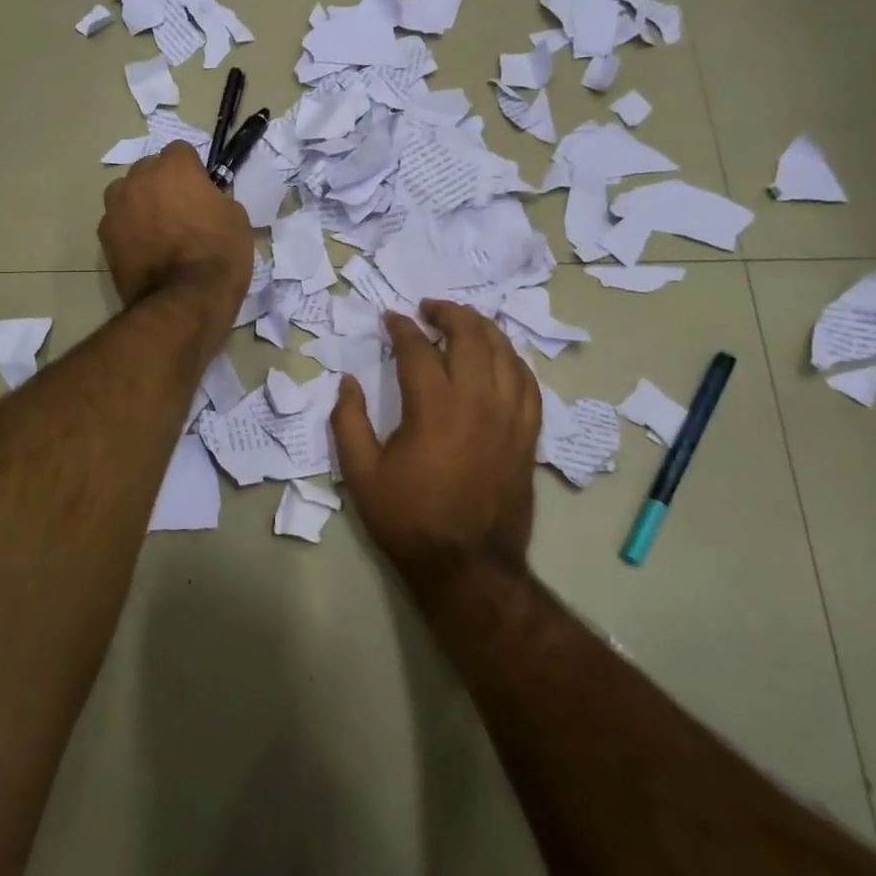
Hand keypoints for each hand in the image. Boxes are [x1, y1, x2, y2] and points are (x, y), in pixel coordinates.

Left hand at [99, 141, 253, 321]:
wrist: (184, 301)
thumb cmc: (219, 255)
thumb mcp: (236, 218)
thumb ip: (214, 197)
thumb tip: (204, 198)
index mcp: (174, 167)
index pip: (180, 152)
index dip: (191, 171)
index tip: (200, 191)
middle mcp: (139, 178)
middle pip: (148, 170)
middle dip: (161, 184)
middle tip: (178, 211)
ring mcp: (116, 207)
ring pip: (126, 193)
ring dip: (138, 203)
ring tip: (155, 230)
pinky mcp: (104, 236)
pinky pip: (117, 223)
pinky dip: (127, 231)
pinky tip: (143, 251)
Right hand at [330, 300, 540, 598]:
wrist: (467, 566)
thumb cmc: (408, 518)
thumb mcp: (360, 473)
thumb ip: (347, 421)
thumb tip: (348, 382)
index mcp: (433, 407)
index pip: (418, 348)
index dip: (402, 328)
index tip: (390, 318)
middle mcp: (477, 401)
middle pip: (471, 336)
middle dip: (448, 313)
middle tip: (429, 308)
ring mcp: (509, 417)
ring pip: (505, 353)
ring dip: (483, 329)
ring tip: (464, 323)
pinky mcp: (527, 435)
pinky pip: (528, 384)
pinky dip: (513, 361)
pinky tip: (500, 359)